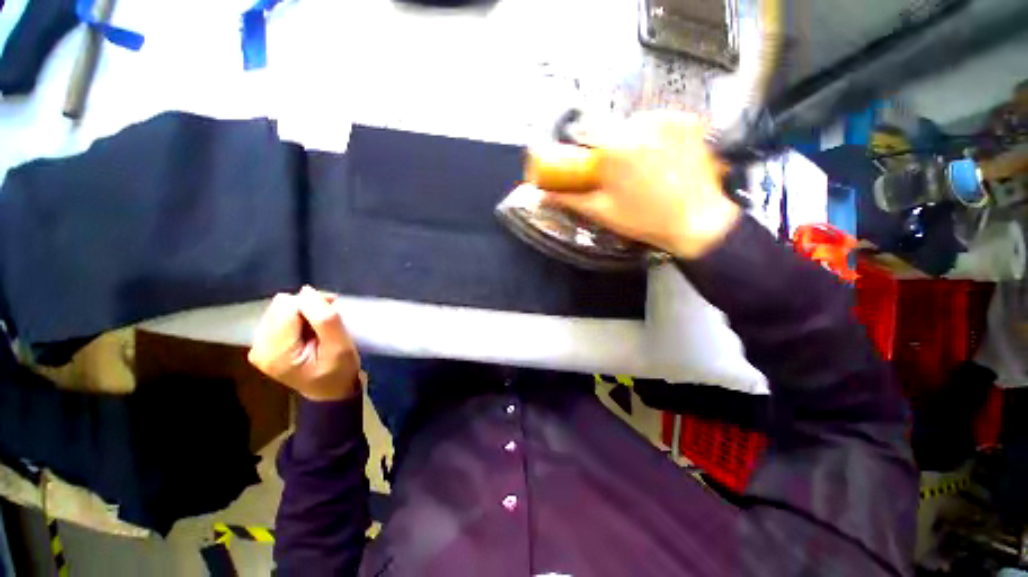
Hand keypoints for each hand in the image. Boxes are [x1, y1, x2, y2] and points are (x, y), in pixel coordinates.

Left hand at [248, 286, 360, 401]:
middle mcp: (258, 347)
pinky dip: (299, 317)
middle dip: (308, 307)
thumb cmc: (339, 372)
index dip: (313, 305)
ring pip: (280, 308)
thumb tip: (307, 291)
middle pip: (281, 306)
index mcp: (275, 352)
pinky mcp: (263, 344)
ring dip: (304, 311)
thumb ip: (324, 319)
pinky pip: (279, 316)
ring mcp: (258, 346)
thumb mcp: (340, 347)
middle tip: (329, 319)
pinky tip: (310, 330)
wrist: (331, 392)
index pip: (288, 308)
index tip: (333, 312)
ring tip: (320, 326)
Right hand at [536, 110, 739, 259]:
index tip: (591, 160)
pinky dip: (657, 136)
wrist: (698, 222)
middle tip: (620, 173)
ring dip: (634, 140)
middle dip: (611, 146)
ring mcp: (668, 119)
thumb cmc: (643, 220)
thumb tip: (543, 194)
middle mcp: (641, 124)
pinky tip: (662, 158)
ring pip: (637, 123)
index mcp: (615, 146)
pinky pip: (661, 123)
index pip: (586, 128)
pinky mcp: (689, 121)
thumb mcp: (601, 212)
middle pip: (613, 126)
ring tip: (644, 168)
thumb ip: (569, 199)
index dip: (585, 144)